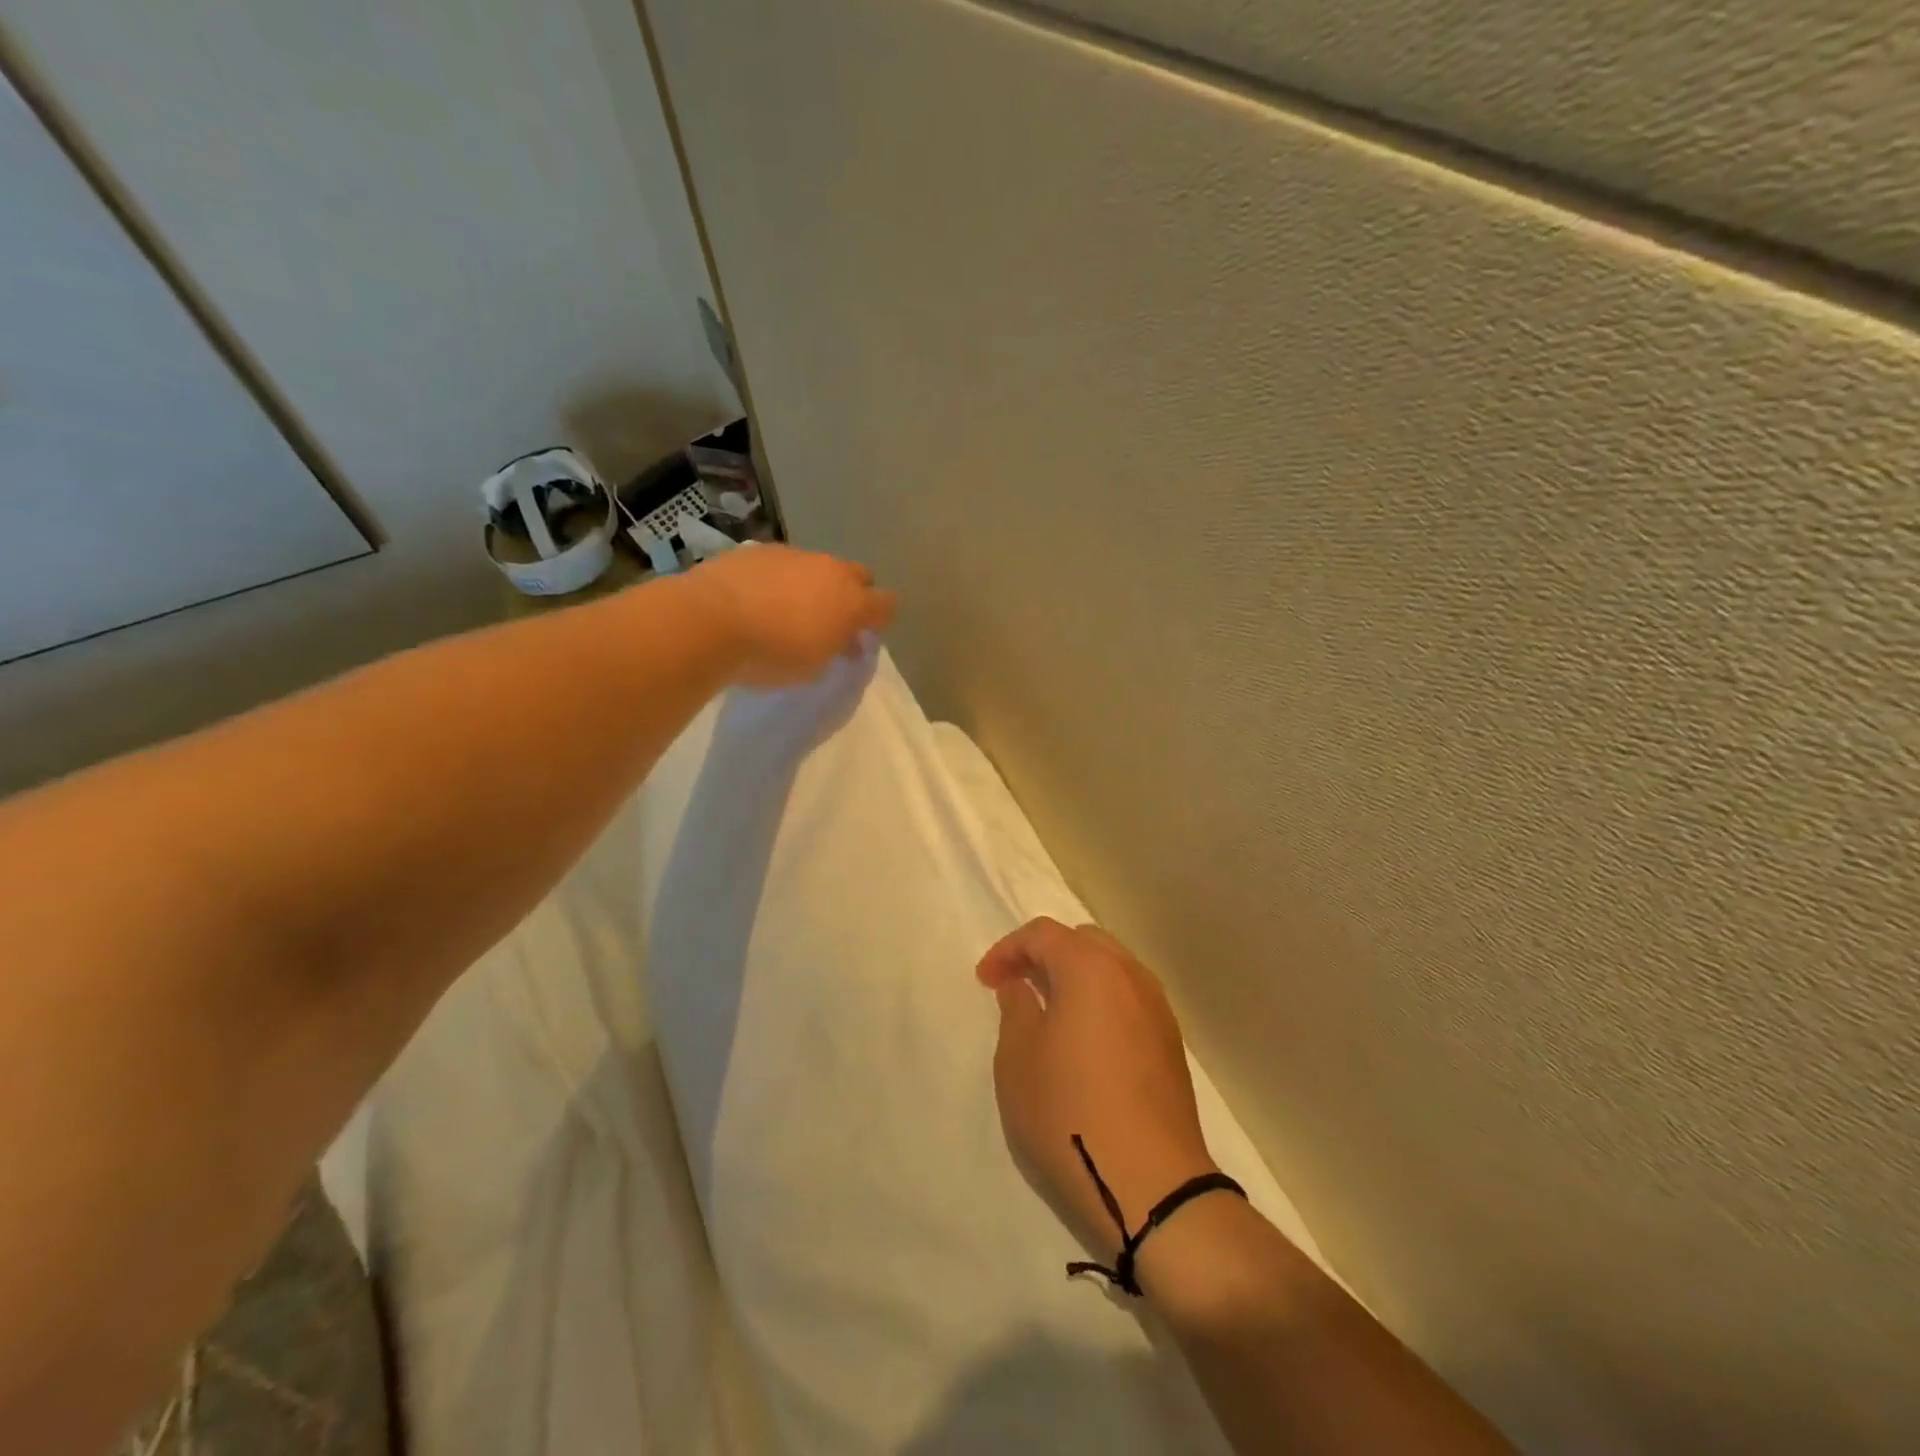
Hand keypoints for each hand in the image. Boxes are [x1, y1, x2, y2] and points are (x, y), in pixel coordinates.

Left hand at [687, 545, 897, 686]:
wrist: (709, 621)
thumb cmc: (771, 655)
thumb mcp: (813, 667)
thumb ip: (835, 649)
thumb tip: (844, 640)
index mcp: (852, 602)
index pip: (886, 605)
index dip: (880, 621)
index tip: (863, 638)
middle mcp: (830, 570)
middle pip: (858, 576)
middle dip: (853, 595)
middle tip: (833, 621)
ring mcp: (794, 555)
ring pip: (818, 567)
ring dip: (814, 585)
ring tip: (788, 610)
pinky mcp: (759, 549)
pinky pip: (783, 563)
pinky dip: (780, 579)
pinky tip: (758, 599)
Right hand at [978, 918, 1217, 1261]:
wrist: (1152, 1184)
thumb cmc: (1070, 1113)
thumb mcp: (1018, 1060)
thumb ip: (1016, 1009)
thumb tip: (1022, 987)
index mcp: (1090, 968)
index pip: (1043, 934)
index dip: (1008, 950)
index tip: (986, 981)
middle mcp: (1130, 976)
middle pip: (1083, 942)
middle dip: (1045, 955)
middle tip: (1018, 986)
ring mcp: (1158, 1008)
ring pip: (1111, 968)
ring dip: (1076, 977)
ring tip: (1050, 1012)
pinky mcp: (1171, 1042)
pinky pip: (1129, 999)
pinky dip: (1102, 1001)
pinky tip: (1086, 1040)